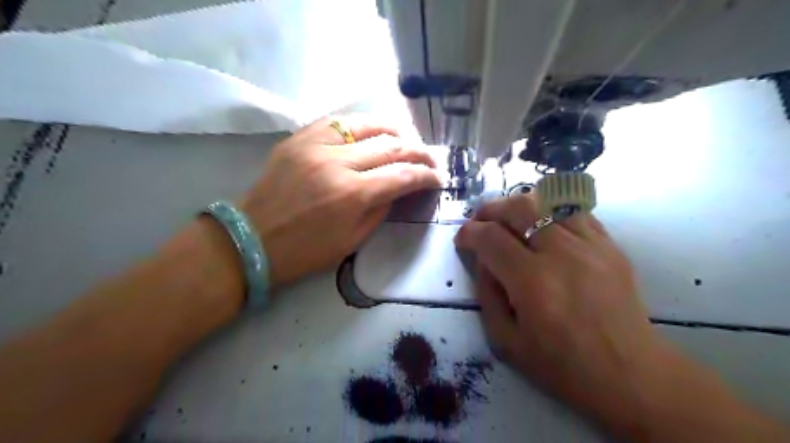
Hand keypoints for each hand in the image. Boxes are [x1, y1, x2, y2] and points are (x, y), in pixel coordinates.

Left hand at [242, 115, 437, 286]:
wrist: (252, 241)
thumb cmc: (305, 251)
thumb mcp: (353, 240)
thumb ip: (381, 209)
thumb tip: (398, 188)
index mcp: (352, 195)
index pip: (403, 175)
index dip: (426, 176)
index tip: (438, 178)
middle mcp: (337, 163)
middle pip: (390, 146)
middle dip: (418, 152)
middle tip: (429, 159)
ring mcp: (315, 145)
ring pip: (366, 124)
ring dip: (393, 129)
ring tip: (406, 139)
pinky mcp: (298, 139)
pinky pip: (336, 121)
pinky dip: (360, 124)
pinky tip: (371, 131)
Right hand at [454, 194, 668, 424]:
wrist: (630, 375)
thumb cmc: (562, 365)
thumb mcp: (506, 340)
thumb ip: (486, 293)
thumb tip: (483, 259)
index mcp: (532, 282)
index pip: (490, 238)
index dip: (468, 233)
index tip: (462, 240)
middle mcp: (562, 254)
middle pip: (519, 207)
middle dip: (491, 209)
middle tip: (481, 223)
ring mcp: (591, 246)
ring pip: (549, 201)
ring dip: (520, 205)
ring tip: (509, 220)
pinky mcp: (610, 246)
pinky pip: (575, 212)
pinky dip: (551, 212)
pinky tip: (543, 227)